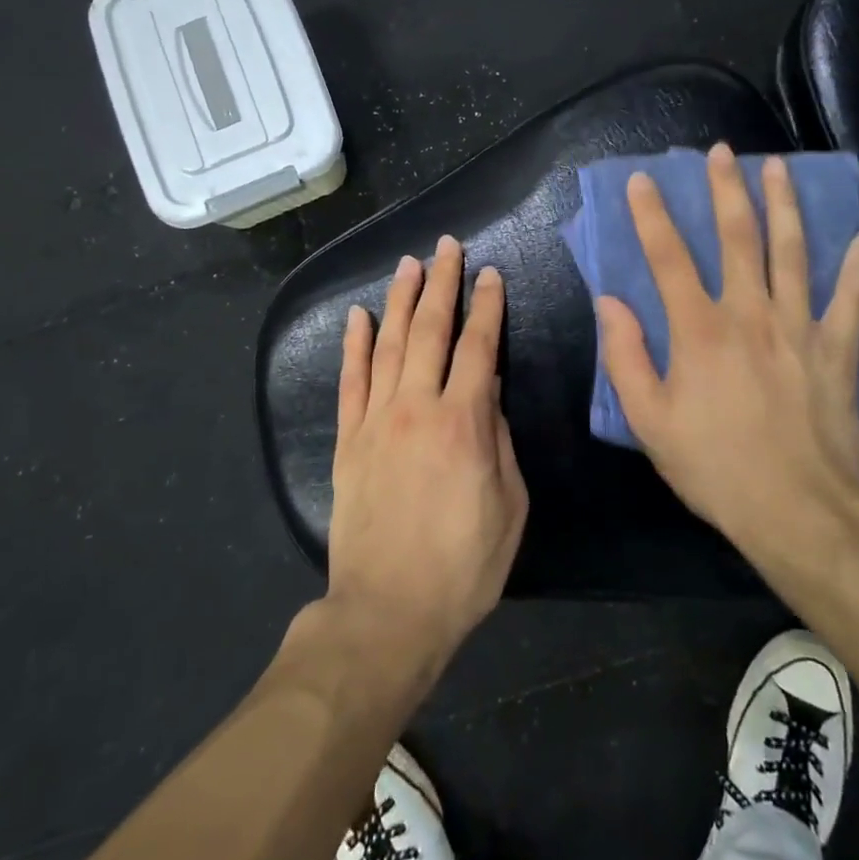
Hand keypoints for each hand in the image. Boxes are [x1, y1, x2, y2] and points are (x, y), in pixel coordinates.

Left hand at [325, 235, 527, 681]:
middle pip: (431, 330)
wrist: (387, 612)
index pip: (479, 347)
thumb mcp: (509, 507)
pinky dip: (354, 345)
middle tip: (447, 247)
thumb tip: (489, 390)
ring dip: (401, 300)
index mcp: (463, 423)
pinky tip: (358, 316)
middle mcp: (417, 407)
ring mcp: (376, 420)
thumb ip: (499, 440)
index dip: (488, 306)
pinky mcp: (349, 440)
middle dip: (442, 283)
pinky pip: (350, 380)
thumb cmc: (462, 566)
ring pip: (389, 344)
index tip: (492, 274)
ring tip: (409, 265)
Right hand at [596, 143, 858, 567]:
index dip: (652, 215)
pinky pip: (850, 298)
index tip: (643, 180)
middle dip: (727, 190)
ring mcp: (799, 327)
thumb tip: (610, 302)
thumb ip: (625, 357)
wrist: (801, 512)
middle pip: (737, 238)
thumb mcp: (649, 421)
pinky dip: (857, 266)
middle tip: (723, 151)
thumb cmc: (715, 467)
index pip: (669, 257)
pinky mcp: (837, 349)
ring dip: (785, 205)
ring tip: (779, 168)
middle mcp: (750, 314)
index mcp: (699, 330)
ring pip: (793, 252)